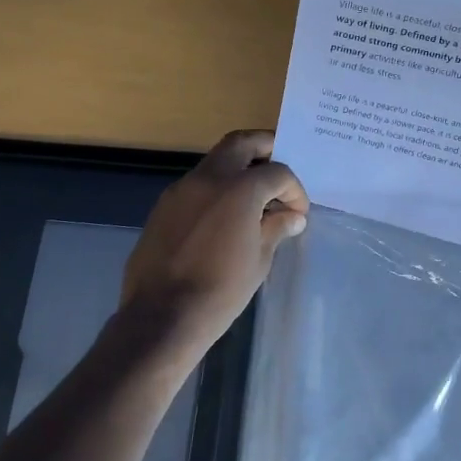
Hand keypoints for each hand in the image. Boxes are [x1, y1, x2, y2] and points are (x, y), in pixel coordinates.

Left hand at [119, 130, 308, 356]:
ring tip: (255, 198)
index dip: (294, 190)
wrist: (162, 317)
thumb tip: (292, 217)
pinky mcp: (163, 206)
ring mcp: (181, 190)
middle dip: (265, 149)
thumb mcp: (259, 261)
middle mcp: (208, 178)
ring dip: (238, 169)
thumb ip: (275, 229)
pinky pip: (197, 184)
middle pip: (241, 143)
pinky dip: (216, 189)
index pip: (277, 173)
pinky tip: (225, 217)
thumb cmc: (220, 292)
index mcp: (239, 189)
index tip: (298, 212)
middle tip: (279, 172)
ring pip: (215, 161)